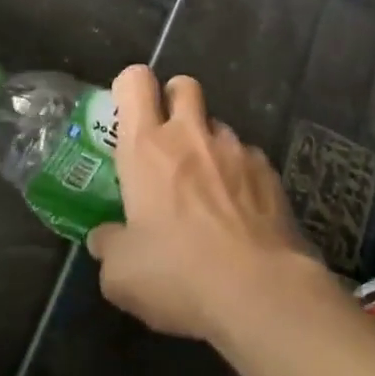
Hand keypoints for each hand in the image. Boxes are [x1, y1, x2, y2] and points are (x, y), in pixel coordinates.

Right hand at [86, 66, 320, 342]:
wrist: (262, 293)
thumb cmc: (179, 274)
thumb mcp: (121, 274)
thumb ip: (108, 246)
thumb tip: (104, 238)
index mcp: (146, 147)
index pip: (135, 82)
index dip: (129, 88)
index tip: (126, 115)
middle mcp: (190, 135)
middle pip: (183, 85)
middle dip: (173, 100)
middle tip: (167, 139)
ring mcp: (236, 150)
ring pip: (217, 125)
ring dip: (207, 145)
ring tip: (207, 189)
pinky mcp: (270, 173)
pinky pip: (248, 158)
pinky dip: (240, 175)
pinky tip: (241, 214)